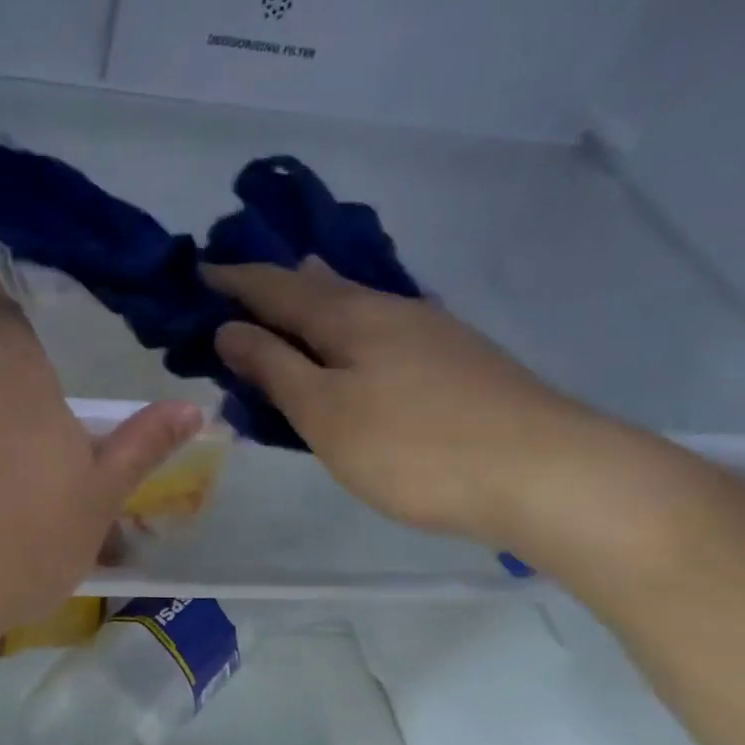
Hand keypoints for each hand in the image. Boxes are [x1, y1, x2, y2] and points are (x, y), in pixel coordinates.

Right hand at [207, 257, 604, 543]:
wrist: (545, 473)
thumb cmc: (414, 447)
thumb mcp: (324, 413)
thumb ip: (274, 369)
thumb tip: (229, 328)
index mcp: (351, 317)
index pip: (277, 287)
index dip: (235, 281)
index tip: (199, 271)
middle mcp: (392, 311)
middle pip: (322, 287)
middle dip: (277, 284)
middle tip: (242, 282)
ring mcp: (433, 335)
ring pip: (358, 306)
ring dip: (318, 301)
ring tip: (295, 294)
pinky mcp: (459, 364)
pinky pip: (384, 332)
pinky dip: (351, 330)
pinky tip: (360, 339)